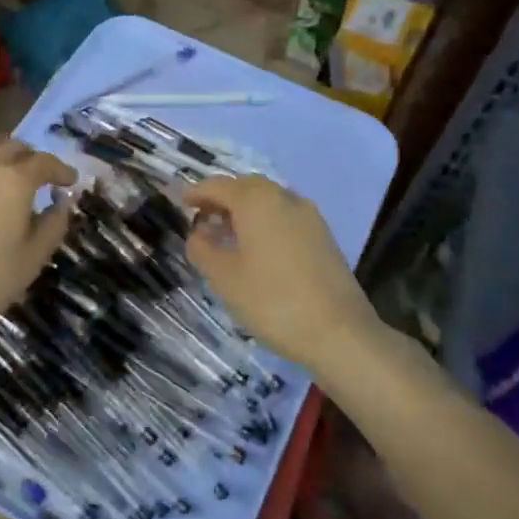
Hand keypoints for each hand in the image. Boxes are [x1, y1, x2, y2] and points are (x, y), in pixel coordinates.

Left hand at [0, 141, 77, 355]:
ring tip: (10, 185)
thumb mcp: (32, 259)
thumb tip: (62, 203)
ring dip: (3, 163)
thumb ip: (52, 226)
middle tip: (42, 177)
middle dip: (31, 158)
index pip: (44, 162)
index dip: (61, 169)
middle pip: (12, 148)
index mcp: (14, 179)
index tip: (71, 181)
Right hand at [179, 175, 381, 372]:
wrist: (339, 331)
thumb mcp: (225, 278)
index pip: (218, 186)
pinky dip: (264, 220)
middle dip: (222, 197)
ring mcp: (308, 215)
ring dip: (244, 208)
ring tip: (226, 231)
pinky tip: (256, 245)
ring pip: (268, 200)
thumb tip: (197, 233)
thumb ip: (203, 249)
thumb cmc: (272, 301)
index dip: (196, 192)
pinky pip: (284, 215)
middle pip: (246, 186)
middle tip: (201, 215)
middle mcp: (284, 198)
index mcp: (256, 201)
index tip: (180, 201)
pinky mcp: (322, 235)